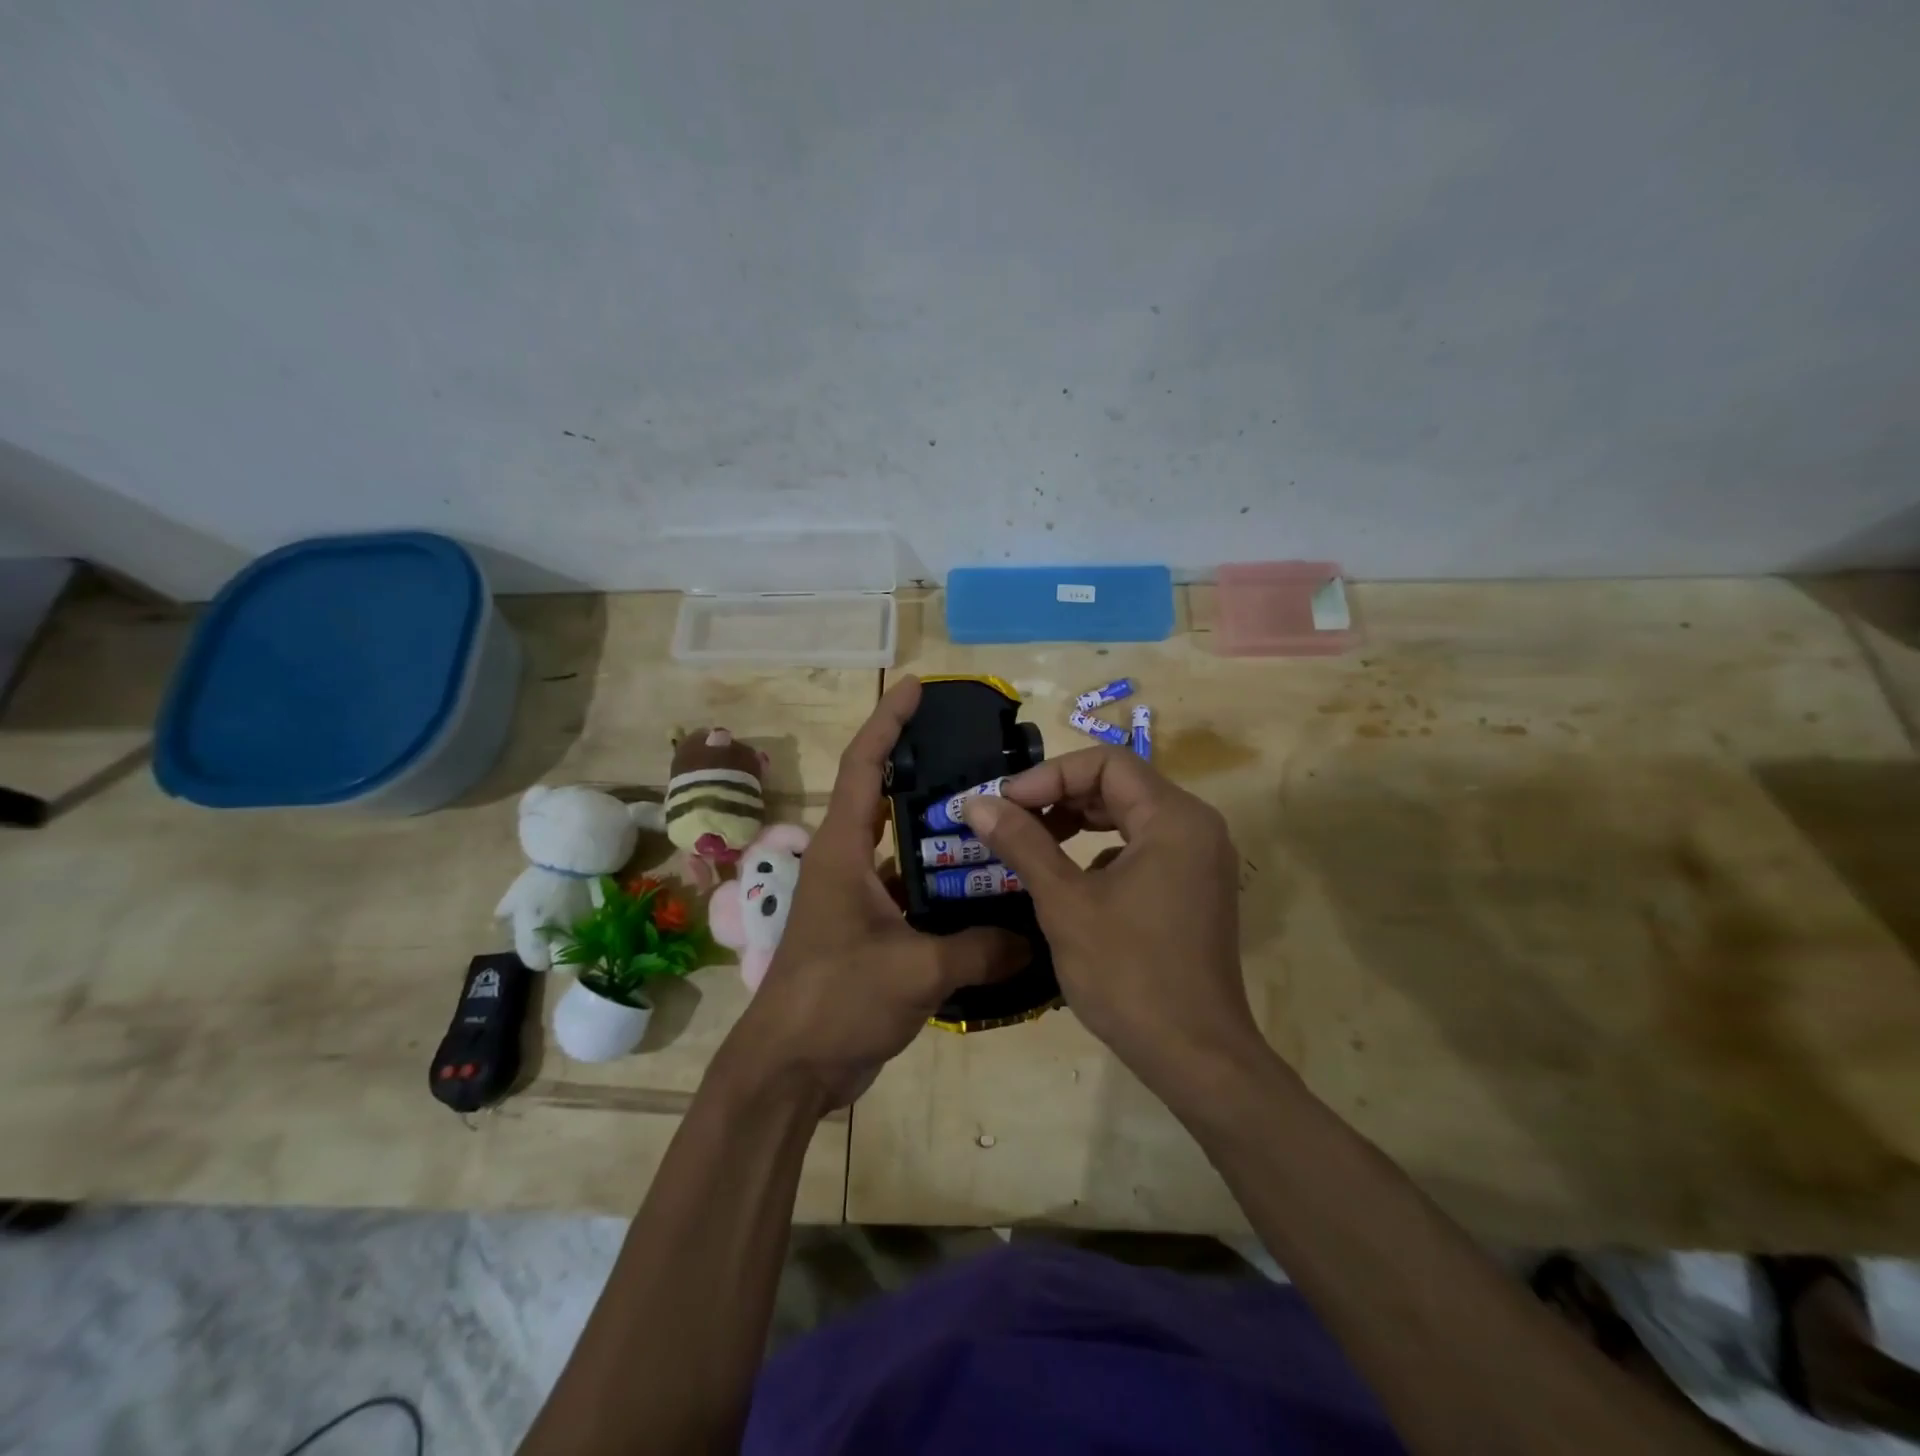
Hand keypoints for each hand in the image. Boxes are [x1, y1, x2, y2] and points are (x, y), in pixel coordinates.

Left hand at [717, 677, 1026, 1109]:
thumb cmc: (836, 1001)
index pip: (863, 766)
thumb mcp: (915, 970)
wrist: (791, 1070)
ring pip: (907, 850)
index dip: (888, 722)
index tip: (916, 687)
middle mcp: (848, 863)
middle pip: (887, 798)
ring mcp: (859, 899)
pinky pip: (916, 895)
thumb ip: (980, 949)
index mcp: (843, 850)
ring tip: (1000, 818)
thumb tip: (1037, 940)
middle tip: (983, 756)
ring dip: (944, 835)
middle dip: (927, 771)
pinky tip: (991, 893)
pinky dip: (948, 889)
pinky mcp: (873, 933)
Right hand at [959, 745, 1261, 1092]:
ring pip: (1130, 817)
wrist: (1196, 1058)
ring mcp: (1200, 860)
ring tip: (1033, 844)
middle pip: (1120, 785)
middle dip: (1060, 796)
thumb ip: (1022, 844)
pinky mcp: (1194, 889)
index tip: (1005, 803)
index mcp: (1174, 818)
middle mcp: (1196, 827)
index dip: (1049, 775)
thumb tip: (976, 803)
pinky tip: (1072, 881)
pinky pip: (1143, 848)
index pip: (1106, 763)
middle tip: (1012, 820)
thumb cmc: (1129, 975)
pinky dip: (1102, 851)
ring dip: (1078, 822)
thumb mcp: (1065, 903)